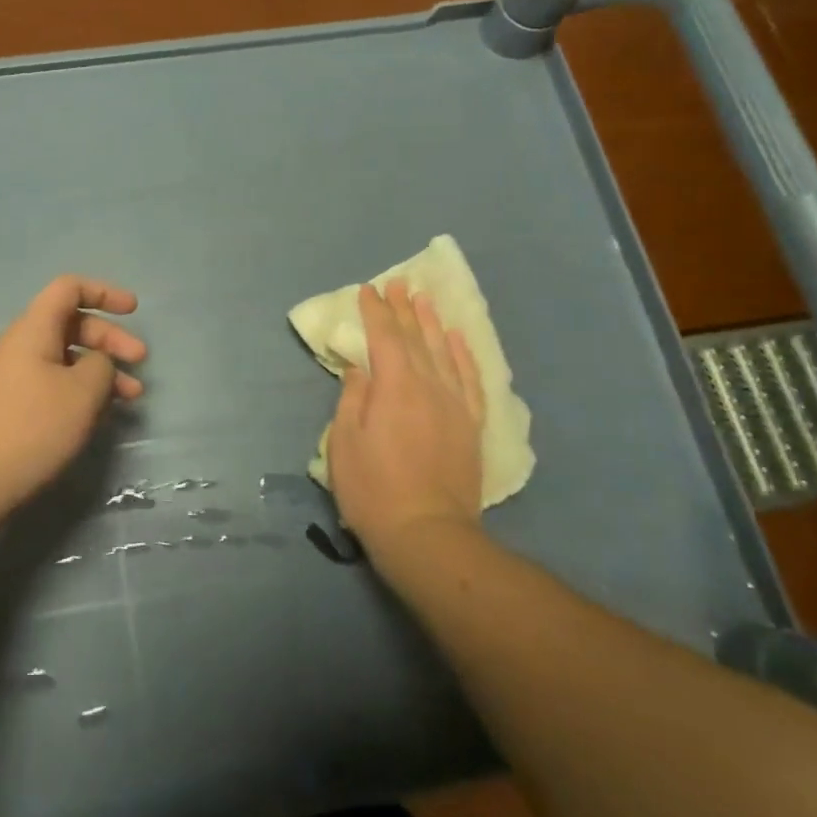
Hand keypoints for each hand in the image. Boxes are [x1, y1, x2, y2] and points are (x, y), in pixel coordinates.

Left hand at [0, 276, 145, 530]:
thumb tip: (99, 362)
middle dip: (110, 338)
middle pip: (72, 324)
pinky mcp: (14, 407)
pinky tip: (101, 415)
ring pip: (67, 359)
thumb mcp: (81, 393)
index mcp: (34, 330)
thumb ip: (101, 366)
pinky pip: (55, 384)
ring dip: (102, 370)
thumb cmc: (30, 428)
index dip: (104, 292)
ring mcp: (15, 378)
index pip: (69, 288)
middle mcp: (22, 346)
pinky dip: (83, 391)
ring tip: (132, 397)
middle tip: (140, 362)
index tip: (134, 310)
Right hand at [325, 281, 483, 553]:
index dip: (375, 312)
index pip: (384, 337)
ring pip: (444, 352)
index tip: (368, 290)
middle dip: (404, 308)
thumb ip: (353, 398)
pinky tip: (458, 339)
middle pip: (415, 338)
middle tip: (398, 283)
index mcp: (394, 386)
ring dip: (433, 323)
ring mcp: (454, 404)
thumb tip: (361, 369)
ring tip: (425, 299)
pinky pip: (470, 379)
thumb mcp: (345, 442)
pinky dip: (464, 355)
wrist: (427, 534)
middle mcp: (428, 386)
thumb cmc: (373, 488)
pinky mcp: (471, 425)